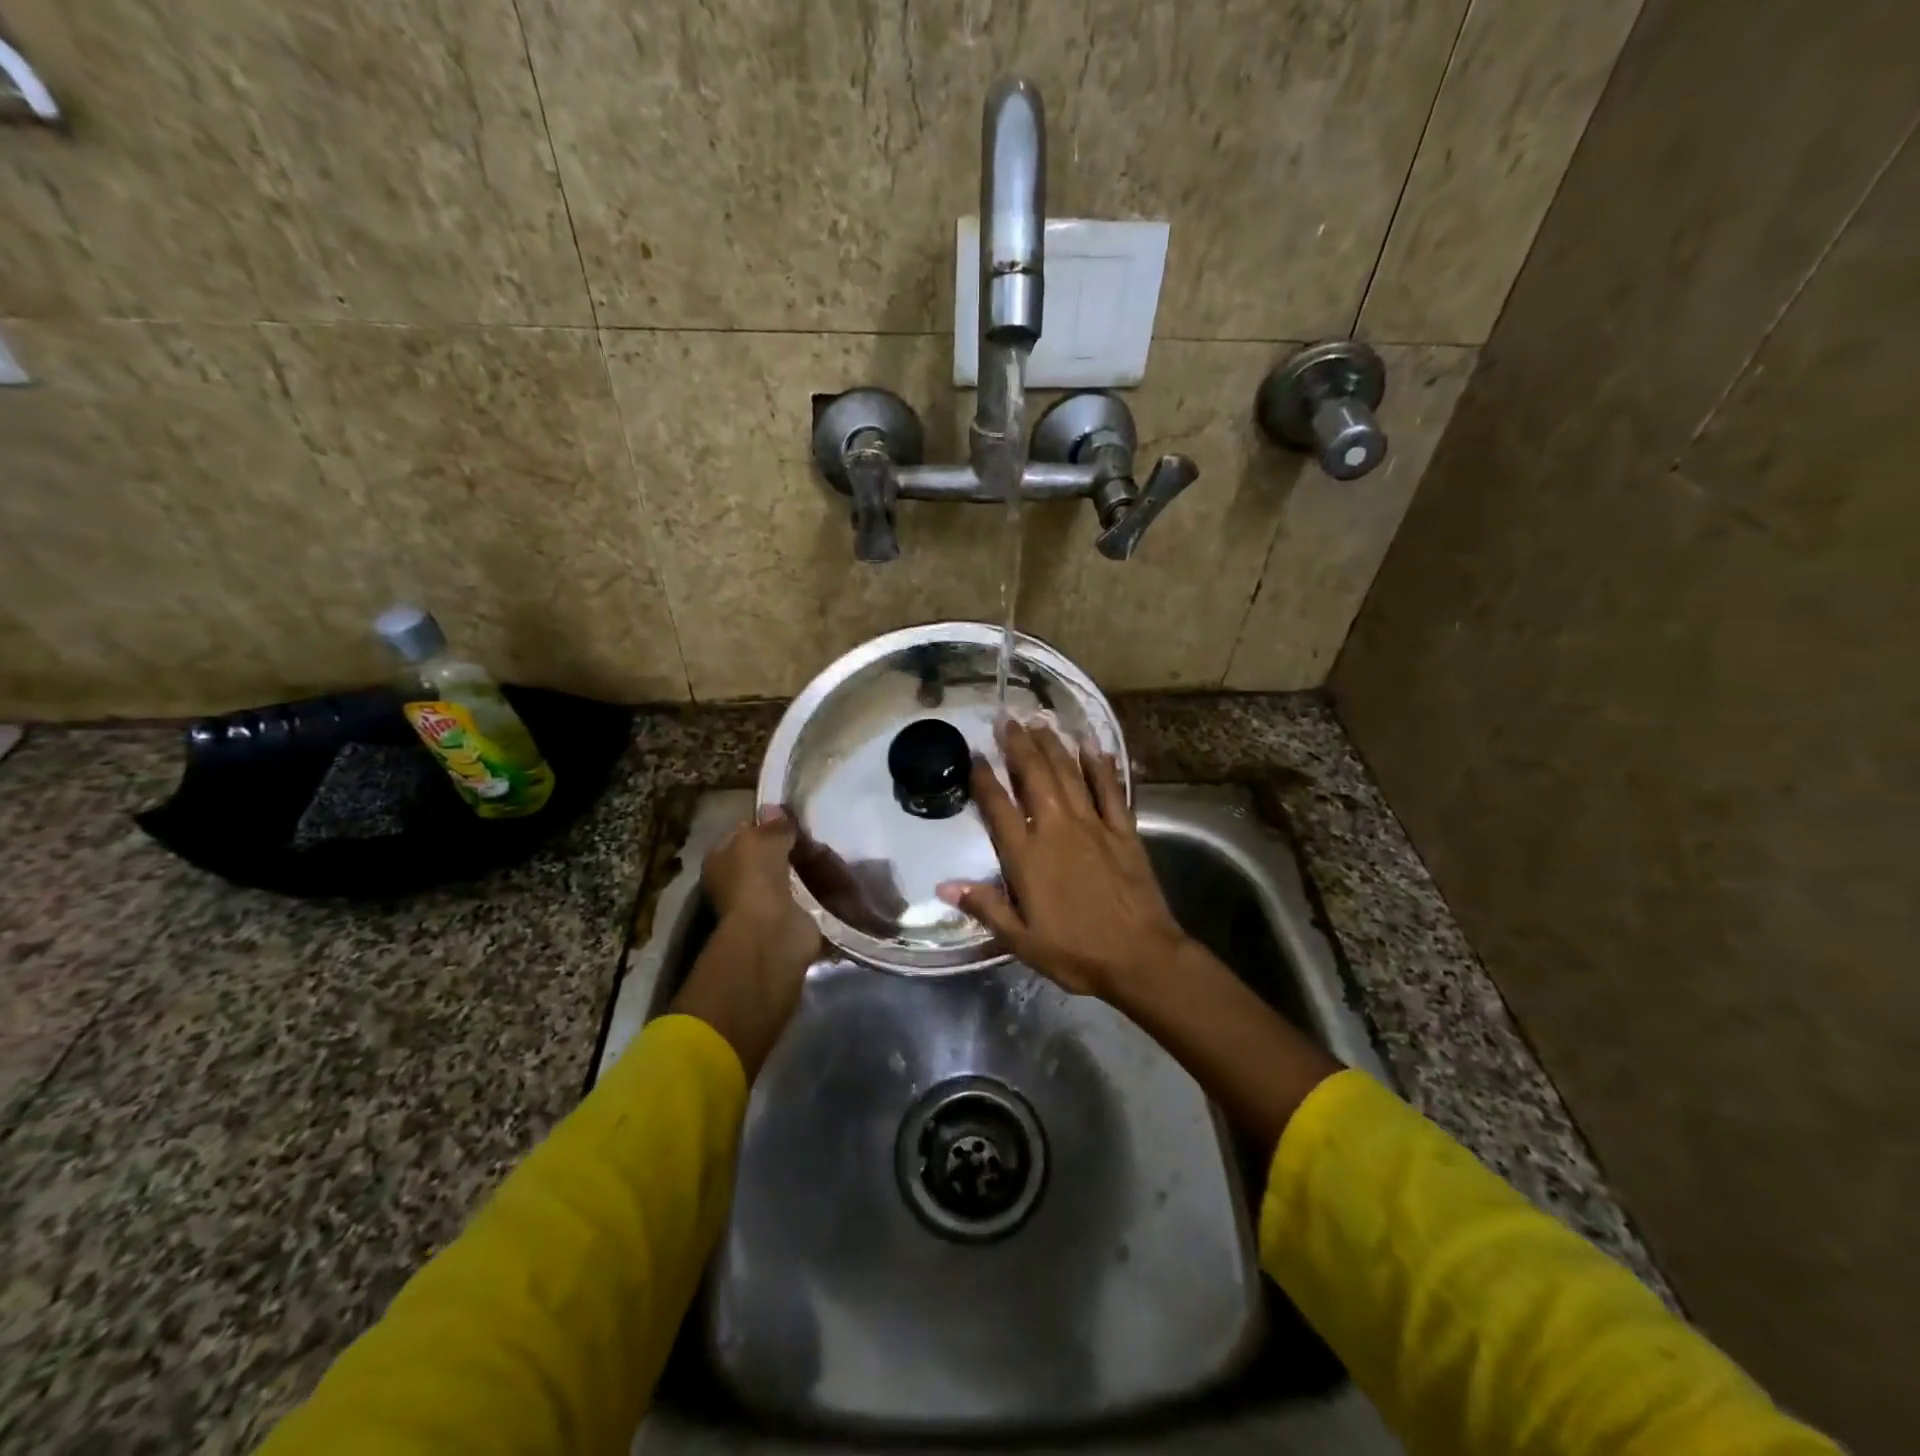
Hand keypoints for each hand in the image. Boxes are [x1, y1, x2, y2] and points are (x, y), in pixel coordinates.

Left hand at [702, 807, 819, 964]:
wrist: (770, 931)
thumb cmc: (755, 878)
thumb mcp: (762, 839)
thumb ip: (772, 825)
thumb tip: (773, 808)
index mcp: (720, 860)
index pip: (742, 834)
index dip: (764, 824)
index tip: (790, 818)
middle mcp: (737, 882)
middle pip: (767, 856)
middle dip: (789, 847)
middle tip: (813, 835)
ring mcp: (762, 903)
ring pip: (788, 876)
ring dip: (806, 868)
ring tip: (829, 852)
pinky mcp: (786, 919)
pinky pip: (805, 897)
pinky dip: (819, 890)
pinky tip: (835, 877)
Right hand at [937, 719, 1191, 1002]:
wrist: (1139, 956)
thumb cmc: (1075, 951)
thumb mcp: (1020, 939)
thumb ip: (984, 906)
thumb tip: (943, 885)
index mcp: (1028, 856)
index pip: (999, 807)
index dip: (984, 778)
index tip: (974, 753)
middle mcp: (1057, 829)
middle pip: (1034, 777)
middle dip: (1019, 745)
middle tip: (1006, 718)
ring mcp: (1093, 826)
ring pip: (1069, 774)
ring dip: (1053, 745)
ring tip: (1040, 720)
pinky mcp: (1123, 830)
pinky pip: (1110, 790)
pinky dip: (1101, 766)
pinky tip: (1093, 745)